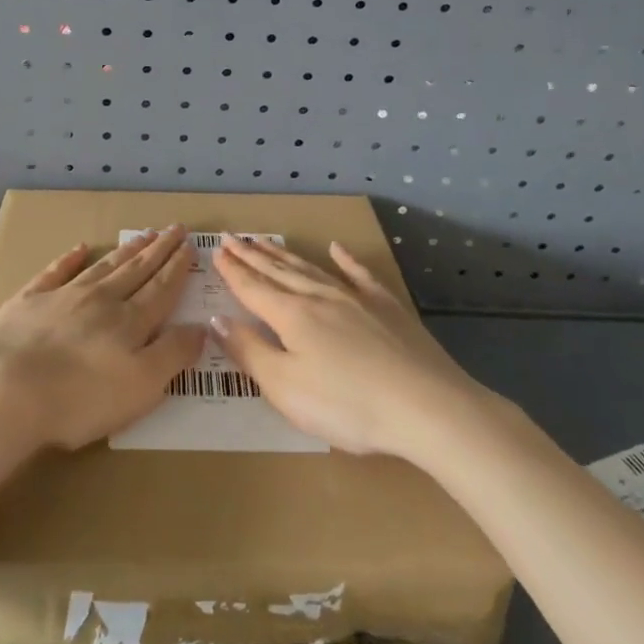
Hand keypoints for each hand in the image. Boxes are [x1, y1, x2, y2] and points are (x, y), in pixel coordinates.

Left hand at [0, 226, 205, 452]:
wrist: (6, 392)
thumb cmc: (80, 399)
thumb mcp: (142, 386)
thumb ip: (174, 354)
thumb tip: (202, 326)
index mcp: (130, 321)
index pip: (162, 288)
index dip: (178, 268)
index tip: (191, 246)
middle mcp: (101, 300)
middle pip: (137, 270)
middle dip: (159, 250)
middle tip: (175, 228)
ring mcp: (63, 296)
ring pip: (103, 267)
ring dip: (126, 251)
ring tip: (143, 235)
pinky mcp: (29, 302)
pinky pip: (56, 272)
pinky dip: (69, 259)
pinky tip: (79, 249)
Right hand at [212, 235, 493, 460]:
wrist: (426, 406)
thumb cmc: (348, 405)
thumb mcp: (286, 388)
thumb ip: (249, 352)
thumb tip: (216, 319)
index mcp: (292, 316)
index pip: (253, 288)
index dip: (232, 271)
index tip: (216, 251)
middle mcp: (319, 297)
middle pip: (278, 272)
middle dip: (252, 256)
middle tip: (232, 238)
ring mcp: (356, 299)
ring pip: (311, 269)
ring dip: (285, 255)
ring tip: (265, 241)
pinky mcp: (387, 308)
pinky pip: (360, 275)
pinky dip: (346, 260)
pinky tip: (337, 248)